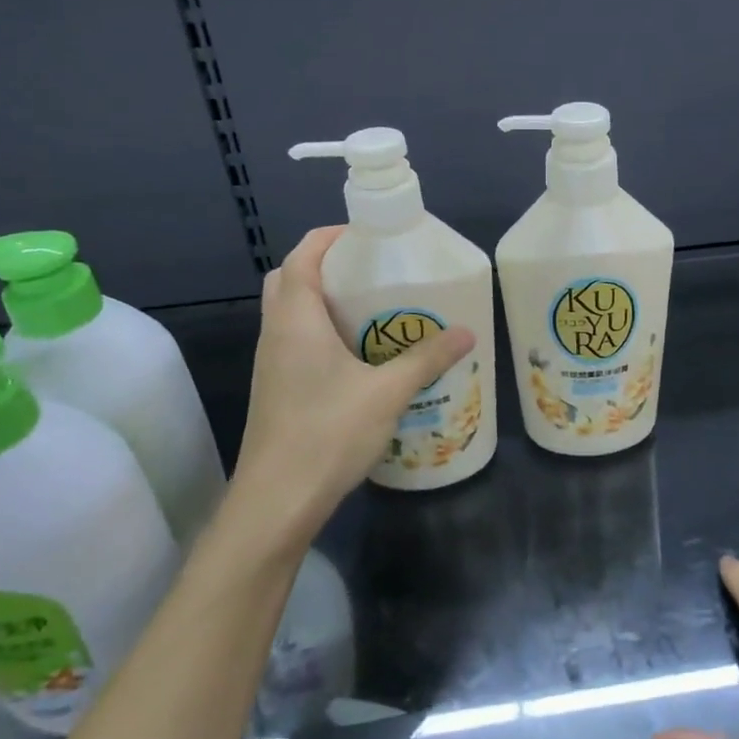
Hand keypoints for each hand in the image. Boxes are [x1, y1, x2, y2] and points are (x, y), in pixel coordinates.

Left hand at [231, 226, 474, 529]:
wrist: (276, 503)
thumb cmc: (326, 434)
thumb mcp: (387, 393)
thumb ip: (426, 359)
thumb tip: (467, 332)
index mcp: (295, 319)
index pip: (302, 256)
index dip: (330, 237)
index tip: (368, 235)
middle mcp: (275, 333)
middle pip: (290, 280)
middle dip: (326, 266)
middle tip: (371, 272)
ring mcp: (271, 363)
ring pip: (290, 313)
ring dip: (324, 301)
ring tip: (373, 308)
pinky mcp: (276, 389)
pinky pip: (295, 341)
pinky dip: (321, 332)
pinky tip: (360, 356)